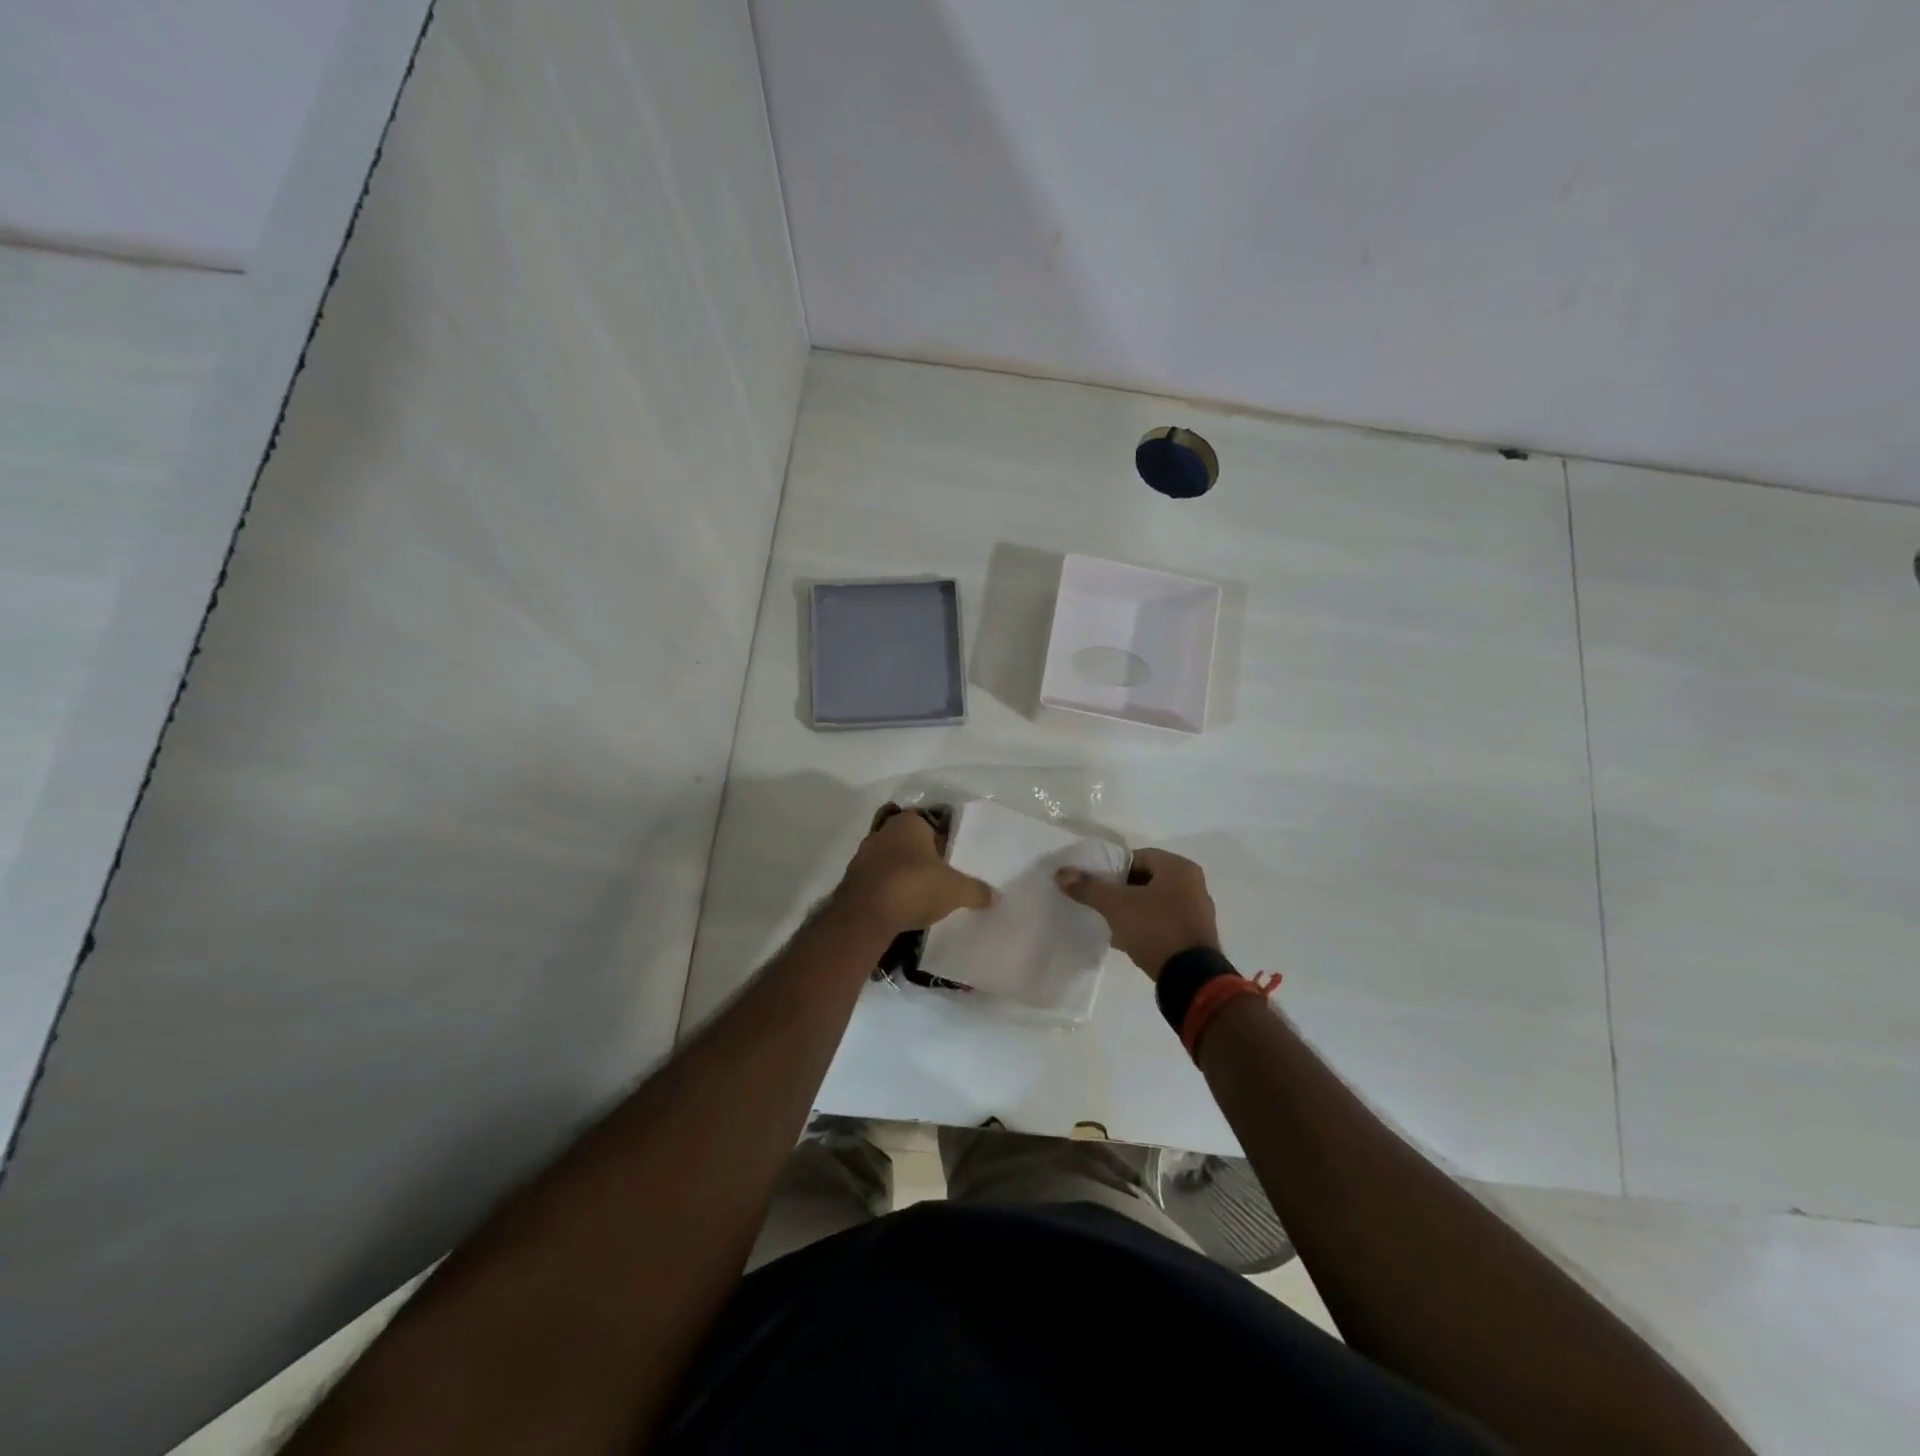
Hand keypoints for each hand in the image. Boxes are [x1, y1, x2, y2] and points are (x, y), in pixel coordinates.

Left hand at [836, 805, 994, 933]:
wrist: (866, 915)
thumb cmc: (915, 886)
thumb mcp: (955, 890)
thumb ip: (976, 890)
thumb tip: (995, 896)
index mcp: (908, 822)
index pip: (928, 822)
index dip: (940, 839)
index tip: (949, 859)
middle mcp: (883, 831)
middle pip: (907, 840)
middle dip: (920, 856)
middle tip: (938, 876)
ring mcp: (863, 855)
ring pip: (889, 859)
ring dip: (902, 873)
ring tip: (919, 894)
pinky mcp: (851, 879)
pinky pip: (876, 879)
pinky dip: (887, 889)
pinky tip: (899, 906)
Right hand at [1055, 847, 1220, 979]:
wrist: (1191, 978)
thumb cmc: (1155, 929)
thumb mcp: (1116, 906)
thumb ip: (1088, 888)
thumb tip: (1061, 873)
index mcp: (1178, 867)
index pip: (1138, 856)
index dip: (1113, 868)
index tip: (1096, 884)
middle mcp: (1193, 883)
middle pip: (1146, 878)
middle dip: (1121, 890)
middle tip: (1101, 903)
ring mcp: (1198, 911)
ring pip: (1155, 902)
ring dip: (1133, 909)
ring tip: (1111, 922)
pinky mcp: (1196, 935)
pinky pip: (1164, 921)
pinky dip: (1146, 926)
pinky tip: (1128, 939)